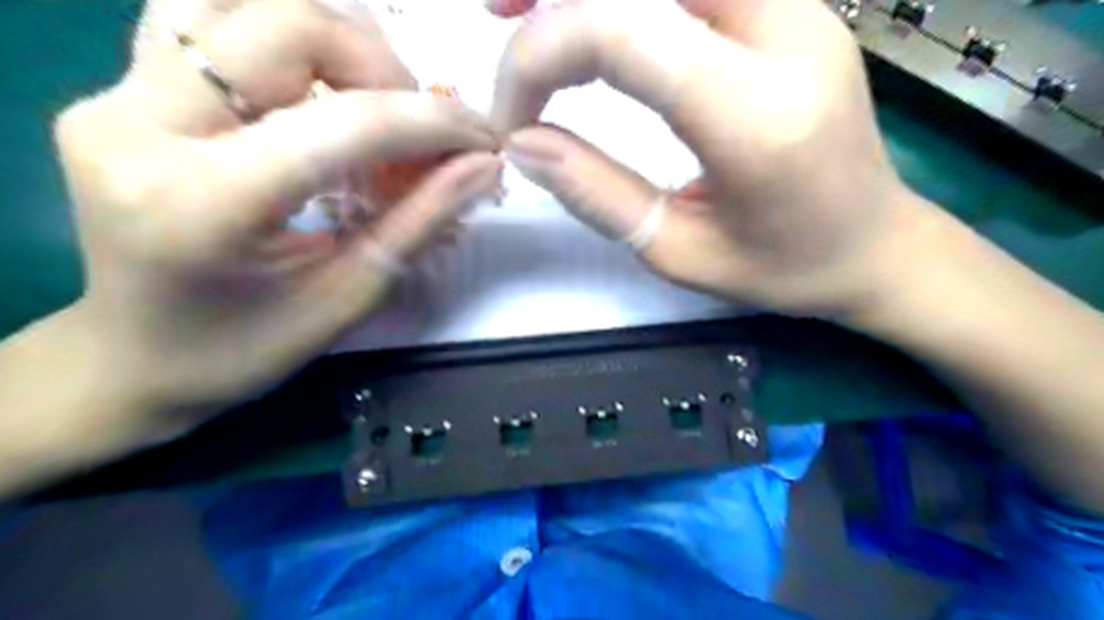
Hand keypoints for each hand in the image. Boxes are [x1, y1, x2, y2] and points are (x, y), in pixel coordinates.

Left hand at [51, 1, 500, 417]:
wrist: (136, 358)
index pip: (341, 123)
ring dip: (336, 48)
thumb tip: (484, 167)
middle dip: (383, 73)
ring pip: (245, 4)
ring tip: (371, 109)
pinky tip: (315, 90)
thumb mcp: (348, 295)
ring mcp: (117, 94)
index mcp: (199, 202)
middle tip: (418, 134)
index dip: (429, 123)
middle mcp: (138, 124)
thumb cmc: (246, 349)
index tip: (482, 141)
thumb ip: (420, 223)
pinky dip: (282, 42)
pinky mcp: (121, 88)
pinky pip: (208, 20)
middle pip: (288, 27)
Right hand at [486, 0, 925, 319]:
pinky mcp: (793, 6)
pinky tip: (594, 13)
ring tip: (525, 9)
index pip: (625, 34)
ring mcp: (800, 8)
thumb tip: (521, 143)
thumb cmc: (782, 268)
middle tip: (496, 16)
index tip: (510, 118)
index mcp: (758, 119)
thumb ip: (597, 194)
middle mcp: (789, 35)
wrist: (877, 244)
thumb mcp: (680, 253)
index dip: (542, 56)